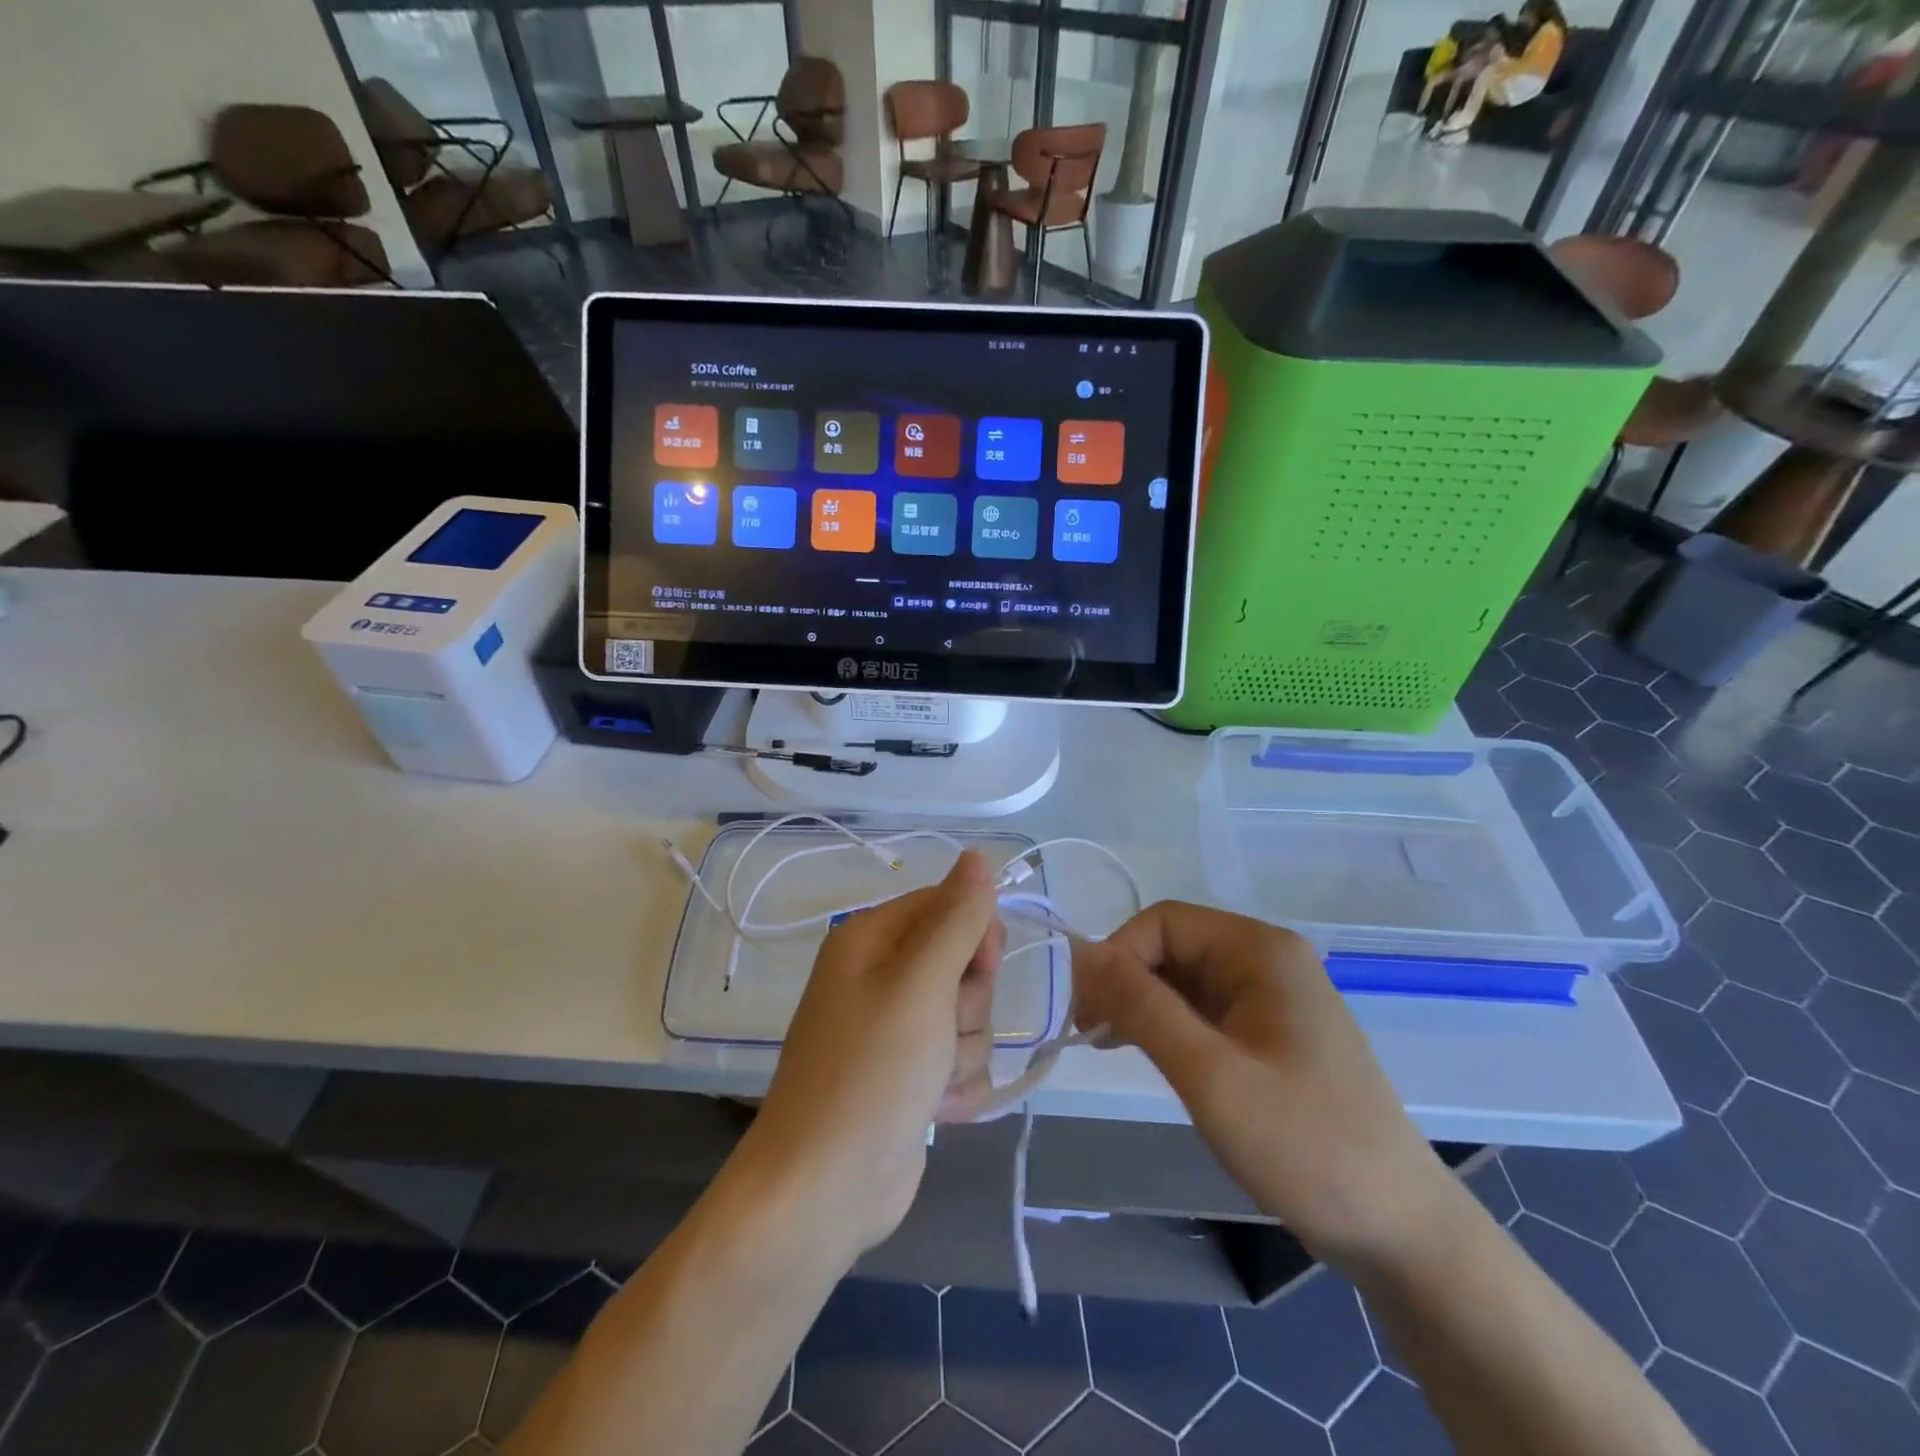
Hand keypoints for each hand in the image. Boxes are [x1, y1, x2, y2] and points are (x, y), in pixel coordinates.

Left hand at [734, 851, 1003, 1263]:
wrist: (824, 1190)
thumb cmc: (871, 1073)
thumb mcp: (920, 984)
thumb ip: (956, 919)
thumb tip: (978, 856)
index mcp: (872, 940)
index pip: (947, 905)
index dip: (974, 936)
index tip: (979, 969)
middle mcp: (882, 977)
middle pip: (964, 964)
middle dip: (967, 1002)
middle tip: (938, 1030)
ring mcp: (896, 1030)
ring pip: (970, 1017)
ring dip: (961, 1051)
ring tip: (928, 1080)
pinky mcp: (911, 1076)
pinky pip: (961, 1061)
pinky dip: (956, 1086)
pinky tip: (933, 1109)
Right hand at [1071, 902, 1455, 1274]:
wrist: (1400, 1232)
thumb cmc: (1303, 1143)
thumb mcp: (1209, 1073)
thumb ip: (1140, 1004)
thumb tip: (1080, 952)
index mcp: (1259, 949)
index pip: (1163, 922)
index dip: (1117, 956)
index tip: (1087, 1011)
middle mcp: (1267, 960)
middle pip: (1173, 946)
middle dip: (1126, 981)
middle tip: (1090, 1033)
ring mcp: (1272, 998)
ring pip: (1185, 979)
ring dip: (1142, 1004)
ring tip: (1106, 1044)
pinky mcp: (1271, 1034)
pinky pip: (1205, 1010)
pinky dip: (1168, 1026)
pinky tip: (1144, 1053)